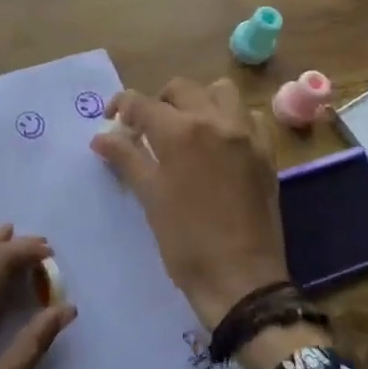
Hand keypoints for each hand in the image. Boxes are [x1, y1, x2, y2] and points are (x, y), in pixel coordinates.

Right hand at [91, 77, 292, 332]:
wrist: (241, 280)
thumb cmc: (186, 241)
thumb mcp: (149, 197)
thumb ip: (126, 158)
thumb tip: (101, 137)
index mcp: (180, 132)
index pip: (141, 102)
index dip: (120, 106)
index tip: (112, 120)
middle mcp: (215, 121)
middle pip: (181, 88)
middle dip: (158, 102)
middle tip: (148, 129)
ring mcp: (245, 134)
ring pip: (220, 92)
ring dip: (199, 101)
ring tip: (188, 129)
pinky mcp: (266, 152)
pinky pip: (250, 117)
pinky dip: (233, 119)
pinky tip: (221, 143)